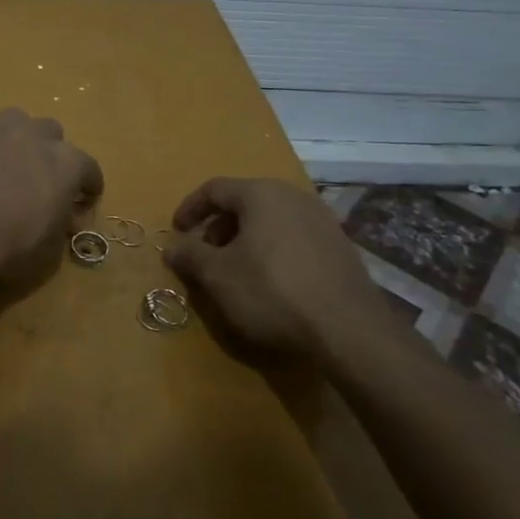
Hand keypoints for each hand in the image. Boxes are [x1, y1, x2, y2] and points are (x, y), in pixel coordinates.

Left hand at [0, 108, 103, 290]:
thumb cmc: (10, 246)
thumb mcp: (50, 251)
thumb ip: (62, 227)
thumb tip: (64, 219)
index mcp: (67, 164)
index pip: (90, 169)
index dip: (89, 188)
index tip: (82, 205)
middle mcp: (36, 137)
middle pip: (52, 132)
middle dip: (51, 152)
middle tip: (42, 179)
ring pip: (16, 118)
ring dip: (17, 136)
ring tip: (8, 160)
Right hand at [161, 177, 387, 360]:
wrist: (348, 329)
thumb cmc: (271, 291)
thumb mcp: (217, 275)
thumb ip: (189, 256)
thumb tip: (171, 247)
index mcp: (261, 194)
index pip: (214, 189)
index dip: (190, 208)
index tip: (176, 231)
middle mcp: (293, 196)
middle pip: (244, 202)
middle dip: (218, 227)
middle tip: (204, 254)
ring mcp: (322, 220)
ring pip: (270, 220)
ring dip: (245, 239)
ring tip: (234, 270)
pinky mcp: (340, 246)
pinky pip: (293, 237)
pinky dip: (272, 250)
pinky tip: (270, 281)